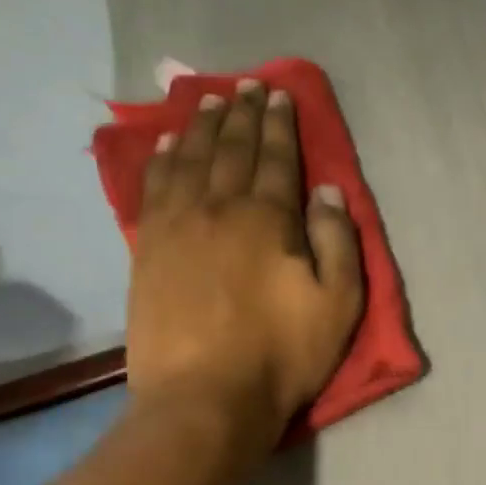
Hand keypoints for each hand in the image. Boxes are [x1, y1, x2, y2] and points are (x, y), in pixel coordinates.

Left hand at [127, 79, 364, 454]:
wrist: (203, 398)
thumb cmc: (280, 357)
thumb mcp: (337, 306)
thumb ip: (337, 243)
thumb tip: (327, 191)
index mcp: (268, 219)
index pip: (277, 158)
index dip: (281, 124)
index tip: (280, 95)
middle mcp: (220, 207)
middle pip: (232, 148)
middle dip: (242, 113)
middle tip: (247, 86)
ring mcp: (178, 225)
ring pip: (190, 158)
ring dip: (201, 125)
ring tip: (209, 99)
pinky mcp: (148, 249)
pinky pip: (154, 188)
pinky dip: (162, 159)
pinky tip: (167, 144)